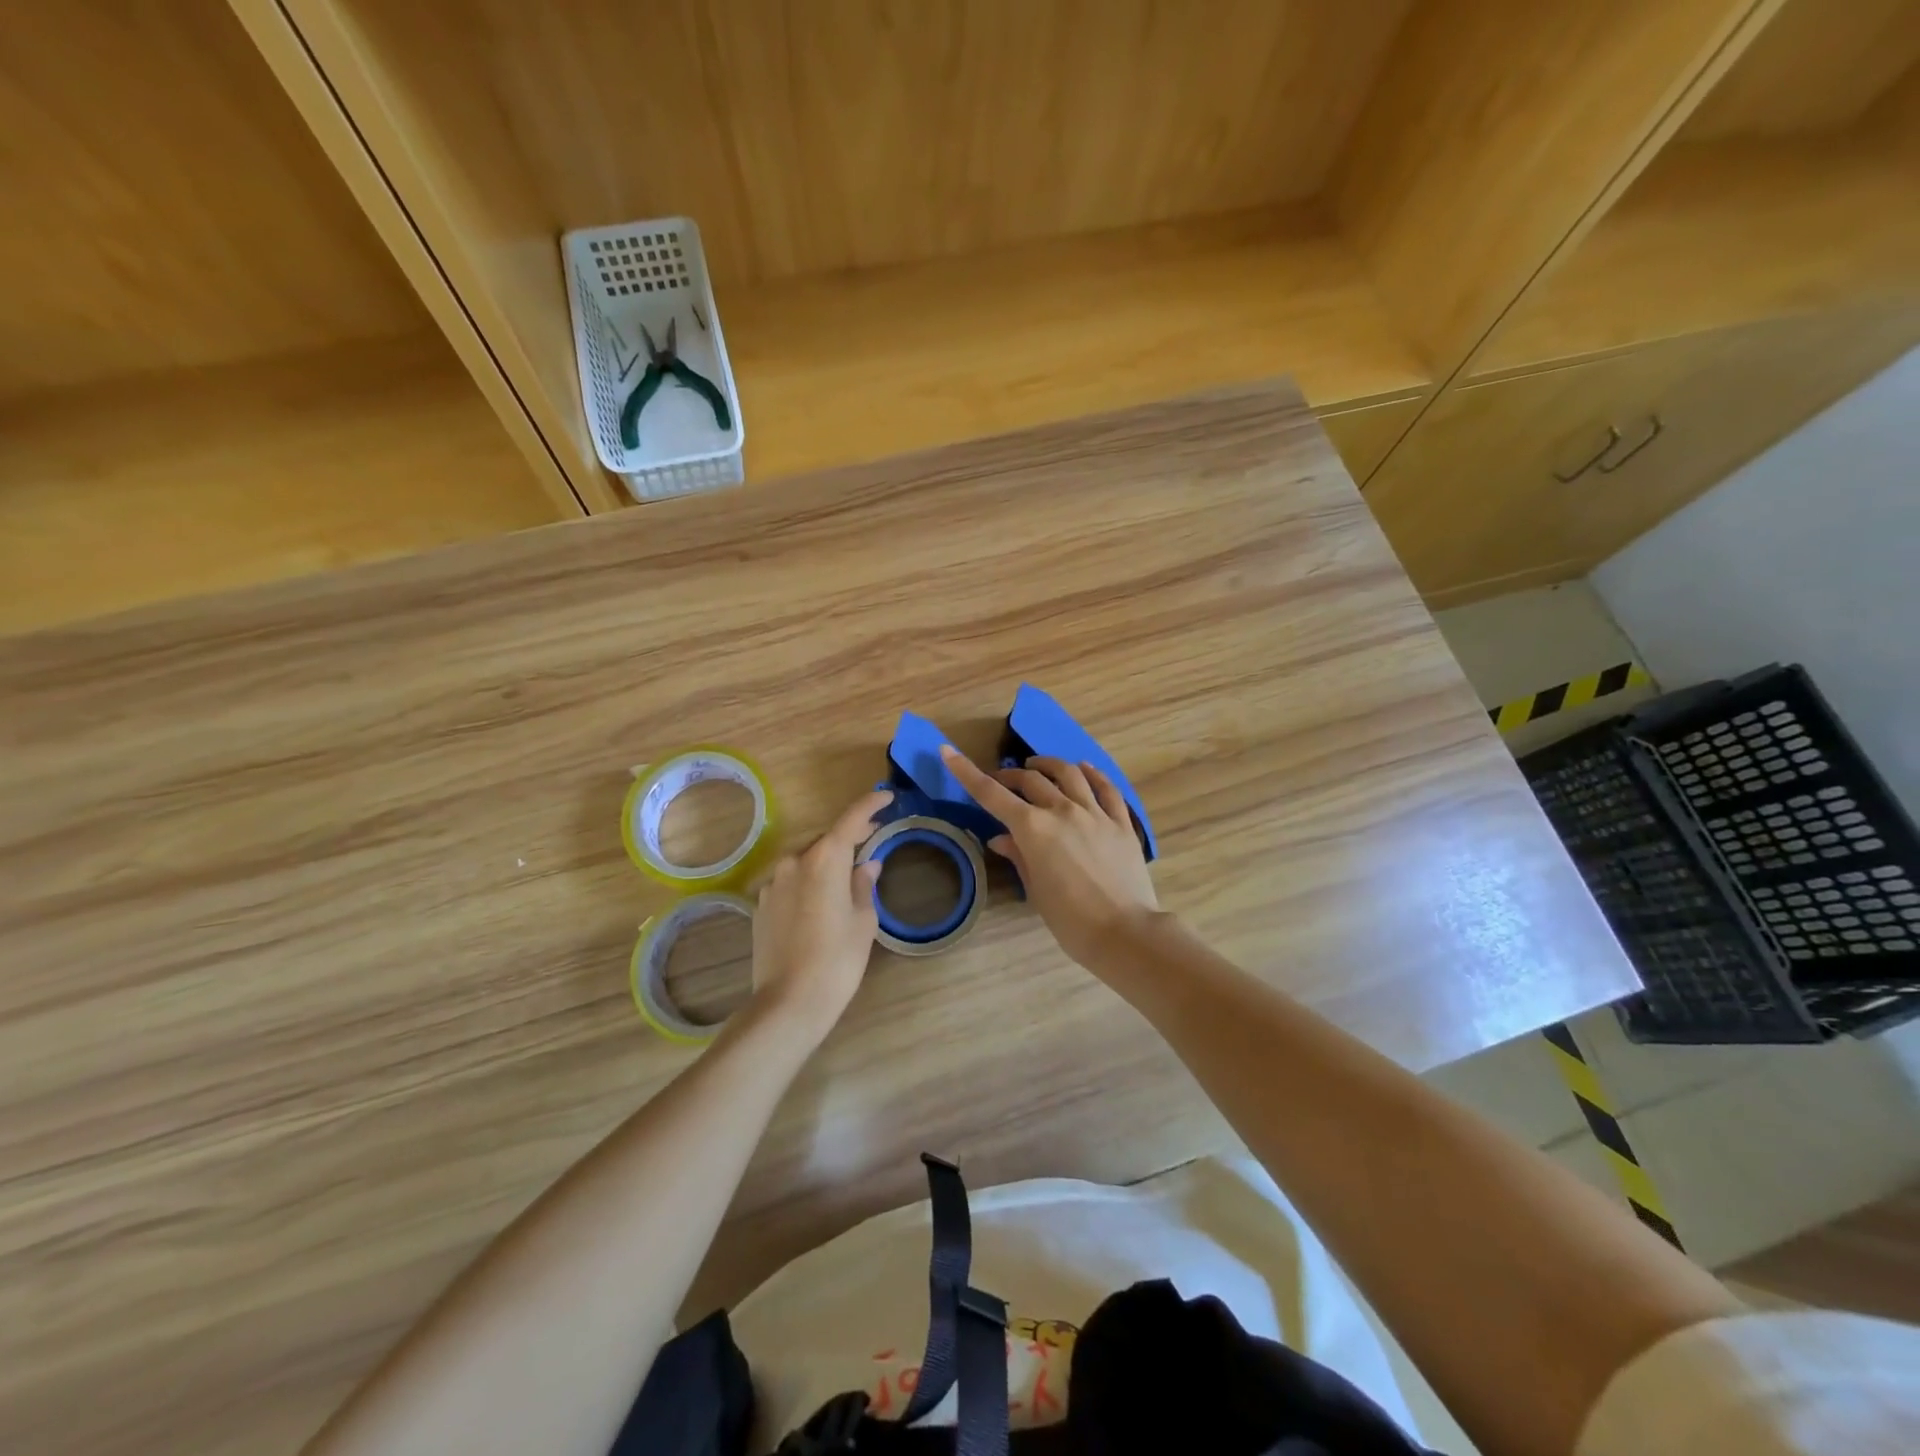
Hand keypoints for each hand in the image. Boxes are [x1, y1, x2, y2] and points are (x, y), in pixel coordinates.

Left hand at [750, 788, 891, 1043]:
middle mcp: (794, 863)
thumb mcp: (862, 922)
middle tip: (872, 839)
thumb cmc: (837, 960)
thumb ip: (863, 885)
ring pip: (805, 862)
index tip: (887, 797)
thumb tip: (867, 865)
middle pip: (826, 840)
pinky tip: (818, 905)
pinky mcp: (760, 906)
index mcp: (824, 861)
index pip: (850, 821)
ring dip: (825, 862)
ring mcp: (772, 884)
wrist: (788, 1003)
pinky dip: (807, 884)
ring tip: (845, 877)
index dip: (870, 805)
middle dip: (848, 837)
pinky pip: (790, 883)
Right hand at [939, 746, 1158, 969]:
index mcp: (1033, 829)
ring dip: (1048, 765)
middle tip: (1001, 781)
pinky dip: (1092, 773)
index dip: (967, 772)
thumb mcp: (1036, 890)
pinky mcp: (1121, 822)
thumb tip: (1001, 839)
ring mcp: (1095, 813)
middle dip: (1010, 776)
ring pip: (1069, 773)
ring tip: (1037, 766)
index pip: (992, 794)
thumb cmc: (1070, 920)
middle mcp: (1062, 811)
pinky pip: (1106, 788)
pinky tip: (1084, 769)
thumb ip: (1019, 857)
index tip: (949, 752)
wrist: (1124, 933)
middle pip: (1030, 780)